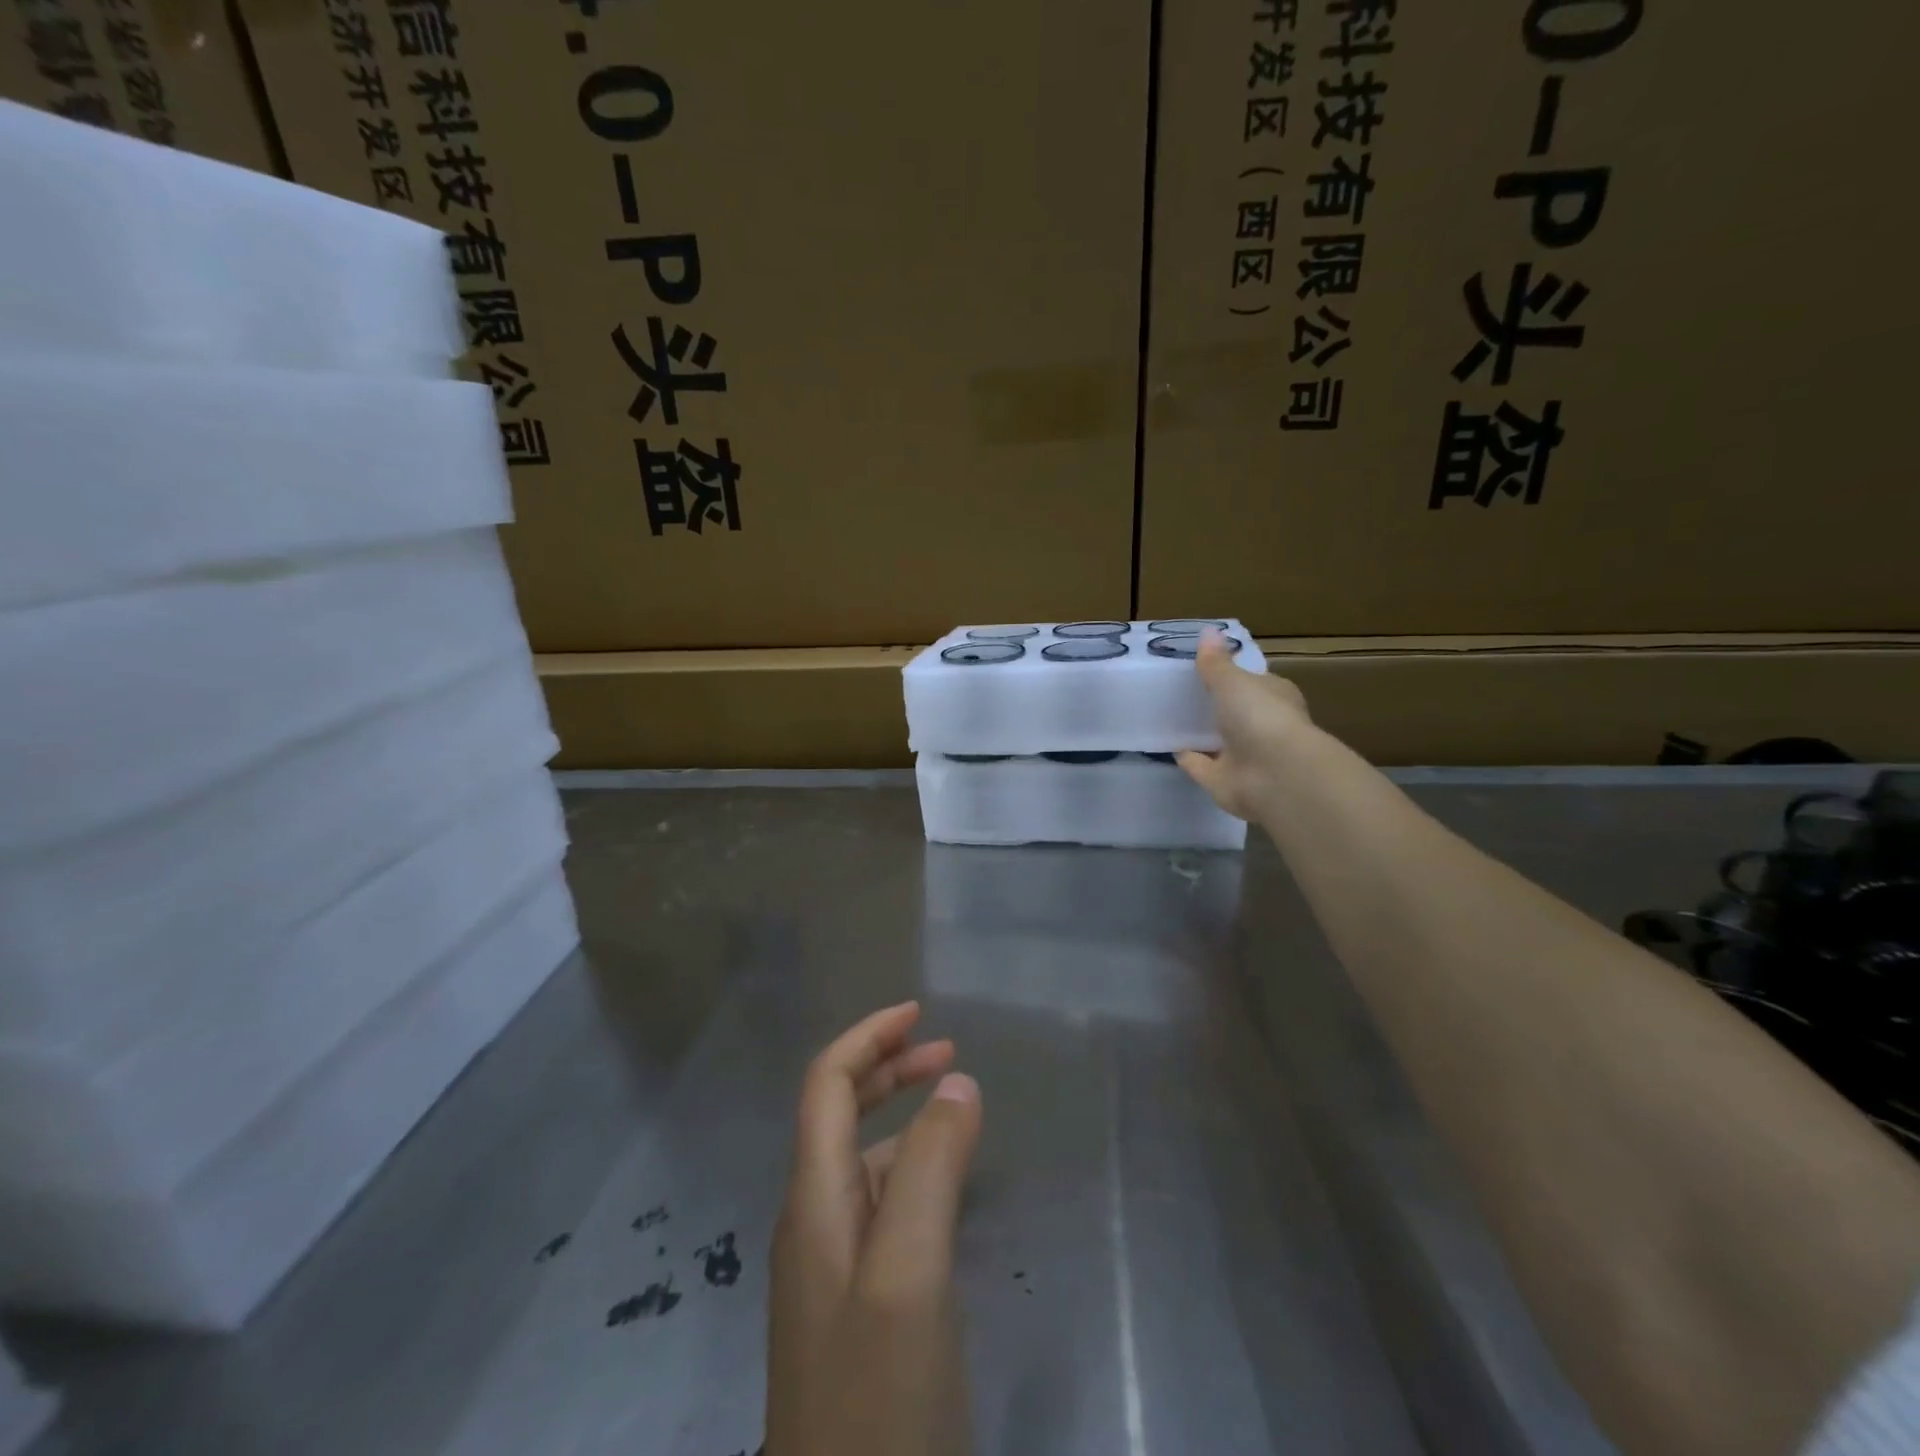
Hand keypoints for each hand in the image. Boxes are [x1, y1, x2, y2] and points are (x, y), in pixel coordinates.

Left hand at [768, 1002, 982, 1455]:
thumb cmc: (877, 1395)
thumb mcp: (910, 1274)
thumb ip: (930, 1169)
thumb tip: (956, 1082)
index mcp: (813, 1199)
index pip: (825, 1084)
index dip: (868, 1037)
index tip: (920, 1012)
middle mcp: (812, 1219)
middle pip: (837, 1112)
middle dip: (887, 1067)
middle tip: (947, 1050)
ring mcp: (830, 1265)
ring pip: (860, 1158)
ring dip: (901, 1115)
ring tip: (955, 1107)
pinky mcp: (854, 1303)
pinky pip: (879, 1204)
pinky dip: (910, 1167)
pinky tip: (943, 1187)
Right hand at [1176, 629, 1312, 821]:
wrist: (1275, 776)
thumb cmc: (1261, 717)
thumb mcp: (1233, 681)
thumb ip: (1216, 662)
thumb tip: (1208, 630)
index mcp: (1274, 698)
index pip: (1255, 683)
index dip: (1234, 676)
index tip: (1205, 668)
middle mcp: (1262, 727)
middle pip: (1235, 713)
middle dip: (1214, 706)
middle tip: (1180, 692)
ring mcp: (1244, 756)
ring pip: (1217, 741)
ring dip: (1200, 734)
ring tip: (1169, 717)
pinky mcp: (1224, 780)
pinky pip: (1200, 765)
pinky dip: (1187, 757)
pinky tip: (1167, 746)